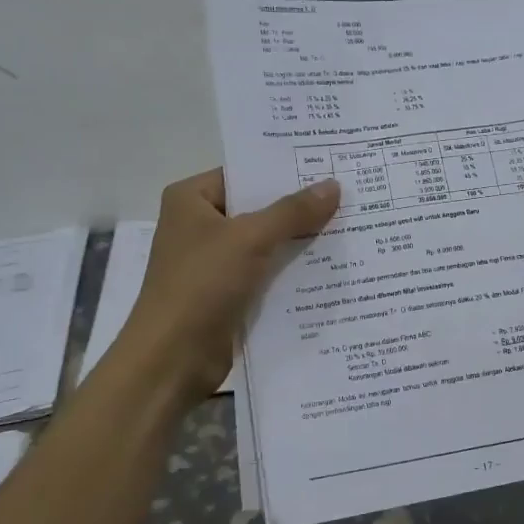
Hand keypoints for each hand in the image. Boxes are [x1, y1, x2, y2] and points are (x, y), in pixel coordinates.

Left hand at [115, 170, 340, 402]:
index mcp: (192, 199)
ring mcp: (214, 262)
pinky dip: (293, 271)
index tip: (330, 165)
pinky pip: (267, 273)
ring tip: (351, 226)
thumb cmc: (201, 284)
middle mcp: (200, 225)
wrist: (172, 358)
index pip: (245, 173)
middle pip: (259, 208)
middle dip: (300, 207)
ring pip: (266, 243)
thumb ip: (292, 212)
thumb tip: (333, 186)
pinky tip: (332, 266)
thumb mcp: (250, 239)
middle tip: (350, 195)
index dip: (285, 171)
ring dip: (301, 241)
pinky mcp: (228, 293)